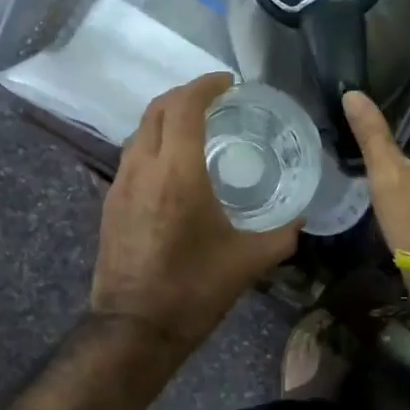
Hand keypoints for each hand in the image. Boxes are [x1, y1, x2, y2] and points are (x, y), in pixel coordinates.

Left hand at [91, 73, 299, 347]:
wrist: (135, 326)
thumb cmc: (195, 289)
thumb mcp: (250, 261)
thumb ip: (281, 233)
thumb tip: (299, 218)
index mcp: (178, 172)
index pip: (186, 106)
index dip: (206, 85)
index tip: (228, 83)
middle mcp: (143, 167)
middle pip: (158, 109)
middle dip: (185, 95)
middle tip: (215, 100)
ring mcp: (120, 184)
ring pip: (140, 131)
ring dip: (166, 118)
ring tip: (196, 128)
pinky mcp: (110, 203)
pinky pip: (132, 156)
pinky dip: (154, 143)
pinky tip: (173, 166)